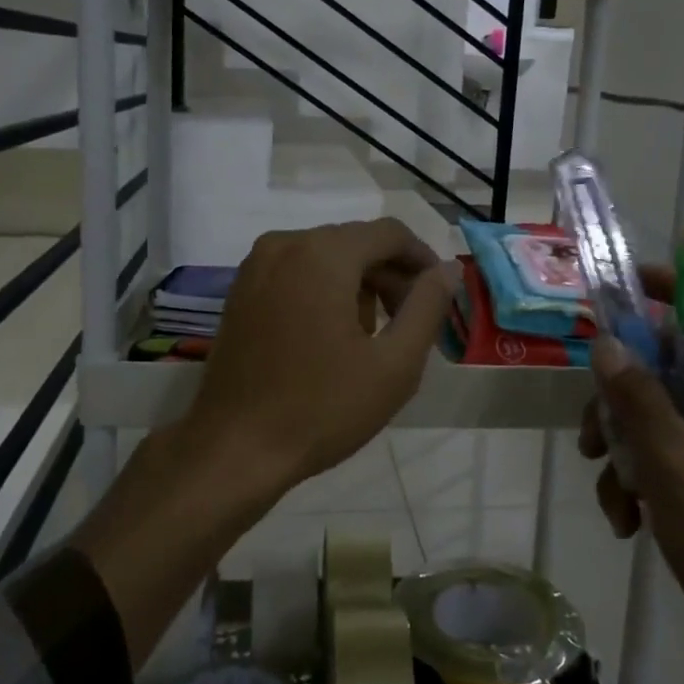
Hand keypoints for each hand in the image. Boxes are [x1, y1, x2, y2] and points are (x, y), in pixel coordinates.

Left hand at [181, 218, 456, 504]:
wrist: (234, 449)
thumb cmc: (322, 408)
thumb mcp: (394, 363)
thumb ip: (428, 306)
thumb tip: (449, 269)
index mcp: (323, 253)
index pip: (390, 233)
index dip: (423, 260)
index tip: (439, 298)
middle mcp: (285, 244)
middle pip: (356, 242)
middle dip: (390, 276)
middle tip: (409, 324)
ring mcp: (256, 266)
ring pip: (326, 257)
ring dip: (358, 285)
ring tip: (371, 338)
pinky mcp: (240, 290)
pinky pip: (297, 272)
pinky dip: (324, 291)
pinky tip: (330, 337)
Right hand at [579, 277, 683, 683]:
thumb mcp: (677, 468)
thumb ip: (639, 400)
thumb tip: (608, 344)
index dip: (670, 286)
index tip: (618, 289)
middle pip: (673, 362)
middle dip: (623, 392)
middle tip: (593, 428)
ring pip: (663, 411)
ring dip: (625, 442)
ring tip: (608, 489)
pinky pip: (672, 455)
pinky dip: (643, 478)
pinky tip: (626, 520)